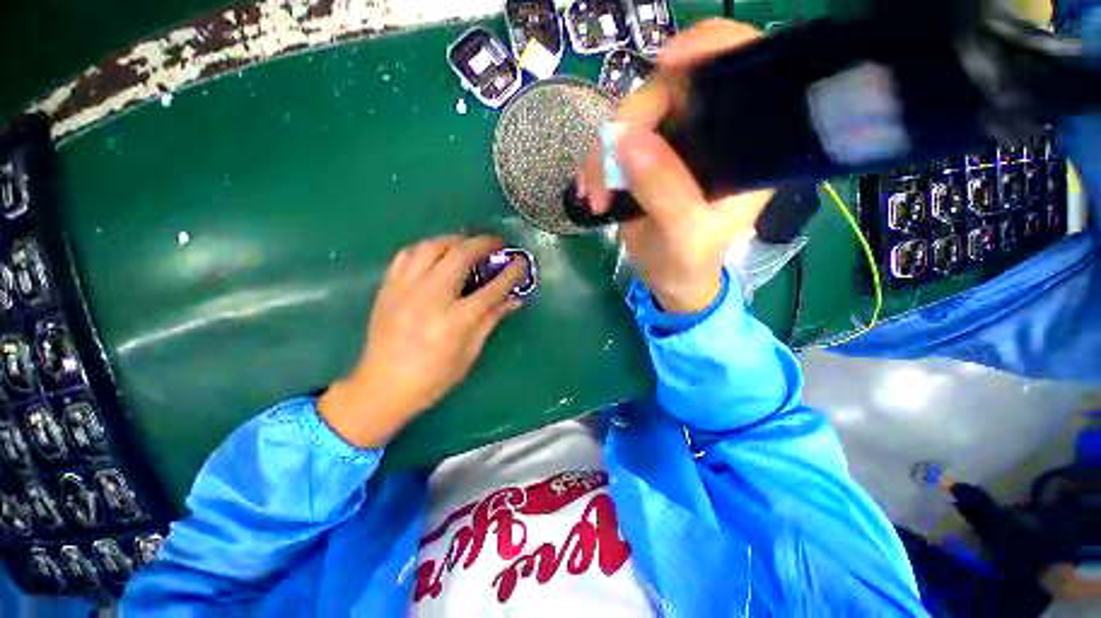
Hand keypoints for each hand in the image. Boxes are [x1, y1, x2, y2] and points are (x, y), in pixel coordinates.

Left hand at [319, 236, 524, 448]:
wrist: (382, 388)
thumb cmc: (433, 378)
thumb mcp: (469, 353)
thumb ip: (491, 320)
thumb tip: (514, 300)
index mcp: (455, 321)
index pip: (491, 289)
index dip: (510, 273)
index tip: (521, 263)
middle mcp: (430, 298)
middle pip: (460, 255)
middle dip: (483, 243)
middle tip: (496, 243)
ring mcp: (405, 289)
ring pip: (432, 247)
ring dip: (455, 239)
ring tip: (468, 244)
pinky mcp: (388, 288)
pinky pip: (407, 254)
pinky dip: (427, 247)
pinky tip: (437, 253)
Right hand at [579, 19, 774, 312]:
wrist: (670, 280)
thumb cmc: (689, 263)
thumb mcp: (683, 234)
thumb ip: (663, 190)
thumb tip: (624, 138)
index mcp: (743, 146)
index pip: (737, 68)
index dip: (704, 48)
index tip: (663, 64)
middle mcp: (711, 134)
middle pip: (669, 91)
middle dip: (628, 126)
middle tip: (604, 175)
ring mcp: (674, 145)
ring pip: (632, 120)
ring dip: (602, 154)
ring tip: (595, 196)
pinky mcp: (646, 160)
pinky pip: (614, 144)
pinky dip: (595, 164)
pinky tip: (590, 191)